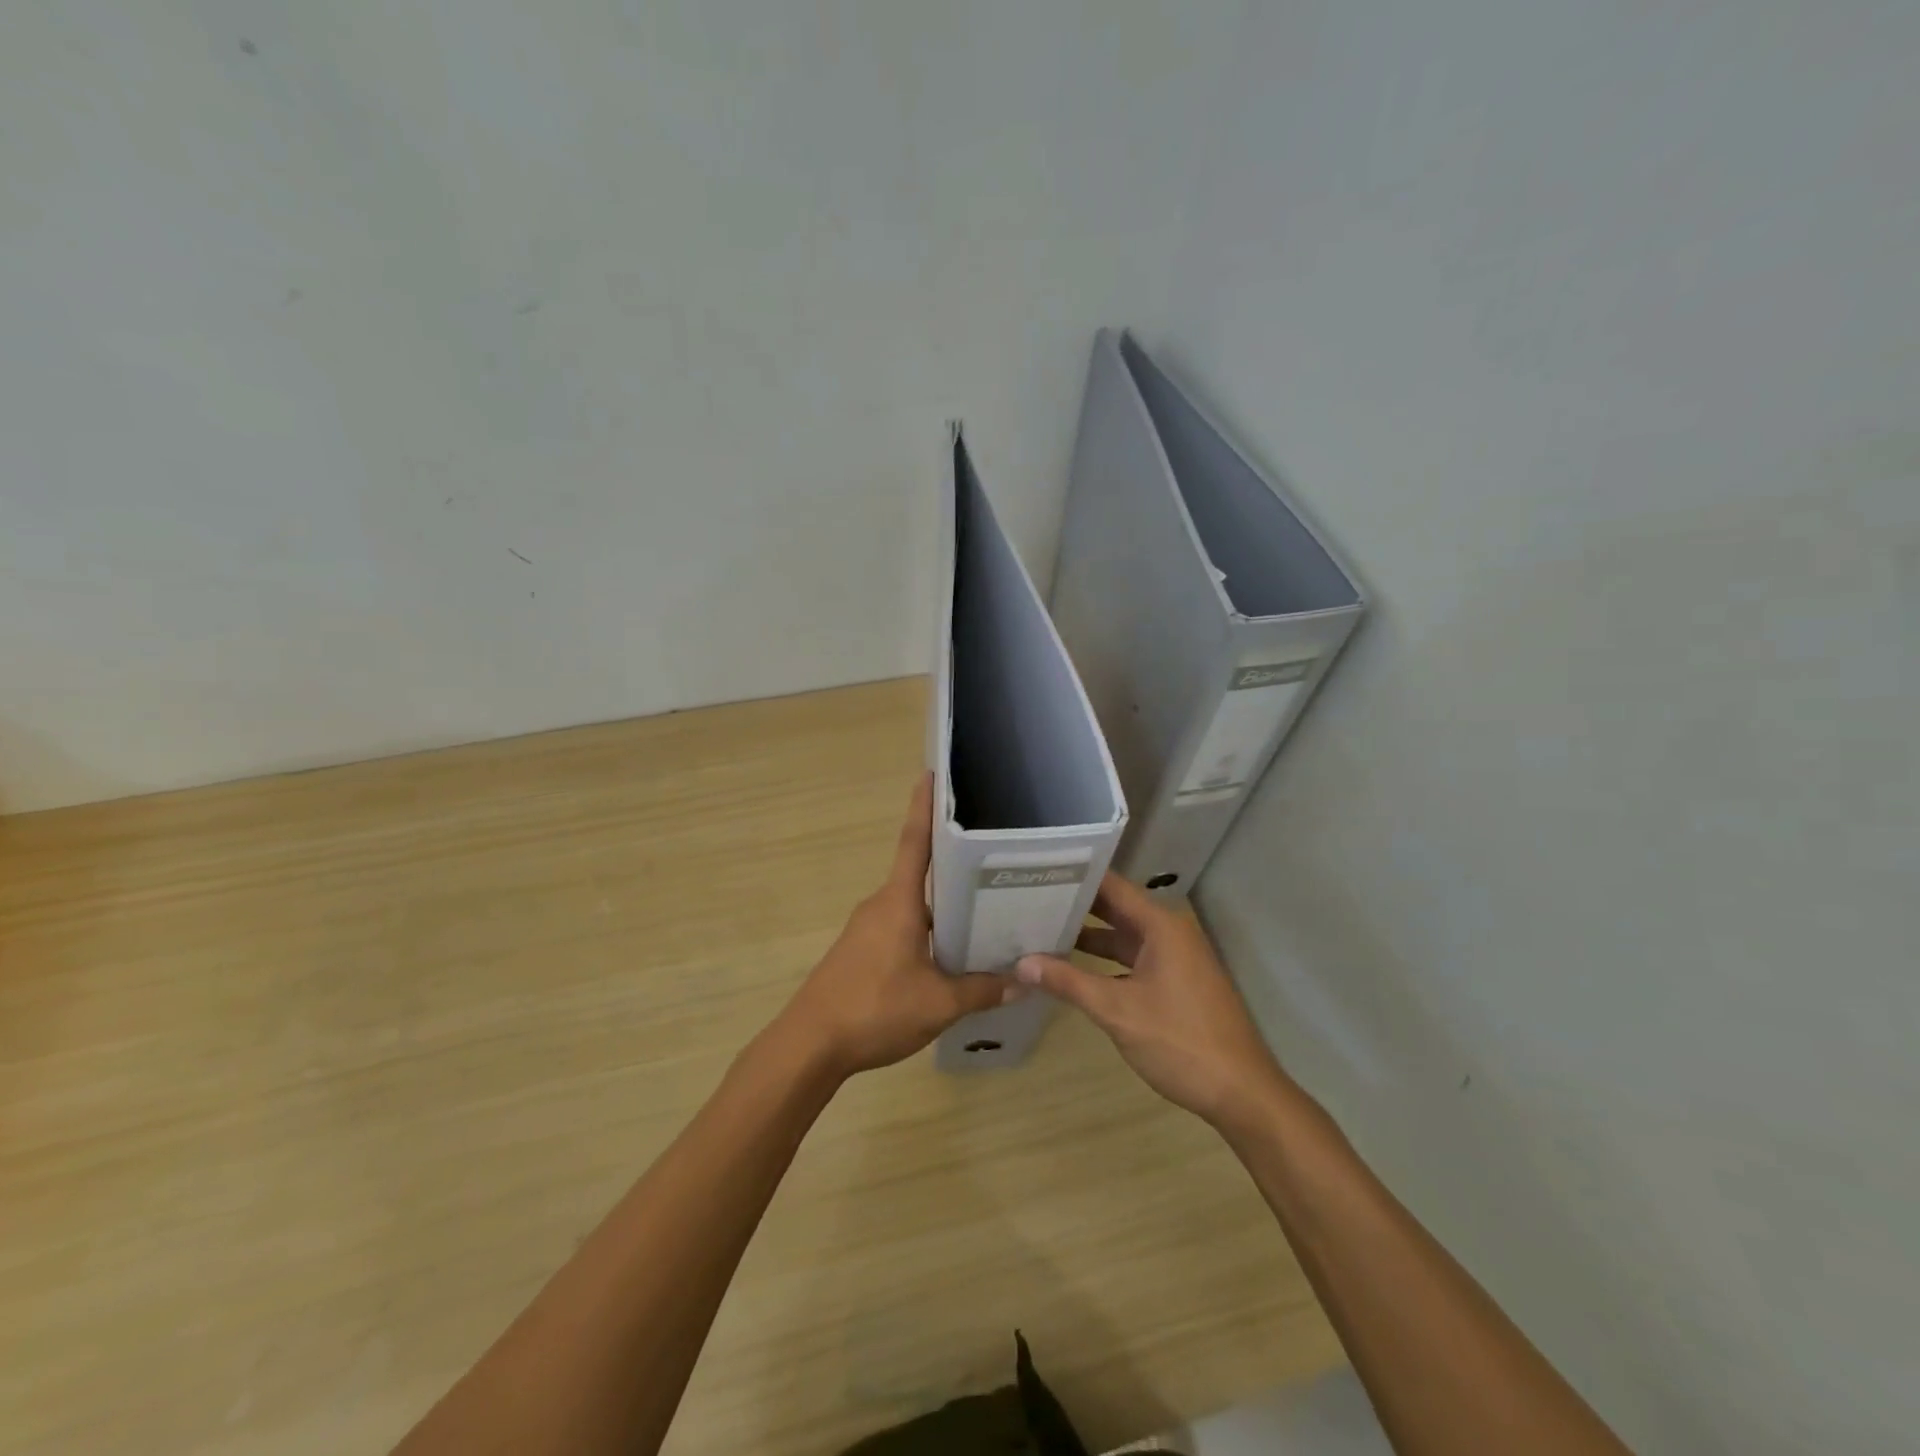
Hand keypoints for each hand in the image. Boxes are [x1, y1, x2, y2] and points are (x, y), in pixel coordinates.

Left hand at [776, 774, 1011, 1079]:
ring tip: (984, 907)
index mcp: (899, 902)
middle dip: (952, 862)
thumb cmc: (874, 1009)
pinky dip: (927, 928)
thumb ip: (982, 990)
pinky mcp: (861, 950)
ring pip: (913, 905)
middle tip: (993, 856)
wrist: (810, 1044)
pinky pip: (901, 926)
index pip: (914, 842)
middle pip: (920, 873)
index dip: (924, 807)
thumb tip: (1023, 980)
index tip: (932, 774)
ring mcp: (867, 928)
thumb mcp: (938, 1003)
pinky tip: (949, 951)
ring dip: (943, 903)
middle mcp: (881, 905)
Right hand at [1016, 873, 1285, 1126]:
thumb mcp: (1117, 1011)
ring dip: (1088, 935)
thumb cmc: (1180, 1042)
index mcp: (1161, 925)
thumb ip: (1069, 983)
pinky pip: (1133, 958)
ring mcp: (1174, 957)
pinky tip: (1072, 968)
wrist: (1241, 1092)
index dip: (1076, 877)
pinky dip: (1105, 960)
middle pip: (1116, 907)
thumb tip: (1022, 962)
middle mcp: (1169, 932)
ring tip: (1041, 928)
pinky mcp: (1175, 981)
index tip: (1039, 871)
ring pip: (1123, 935)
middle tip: (1030, 896)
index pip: (1111, 885)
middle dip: (1076, 905)